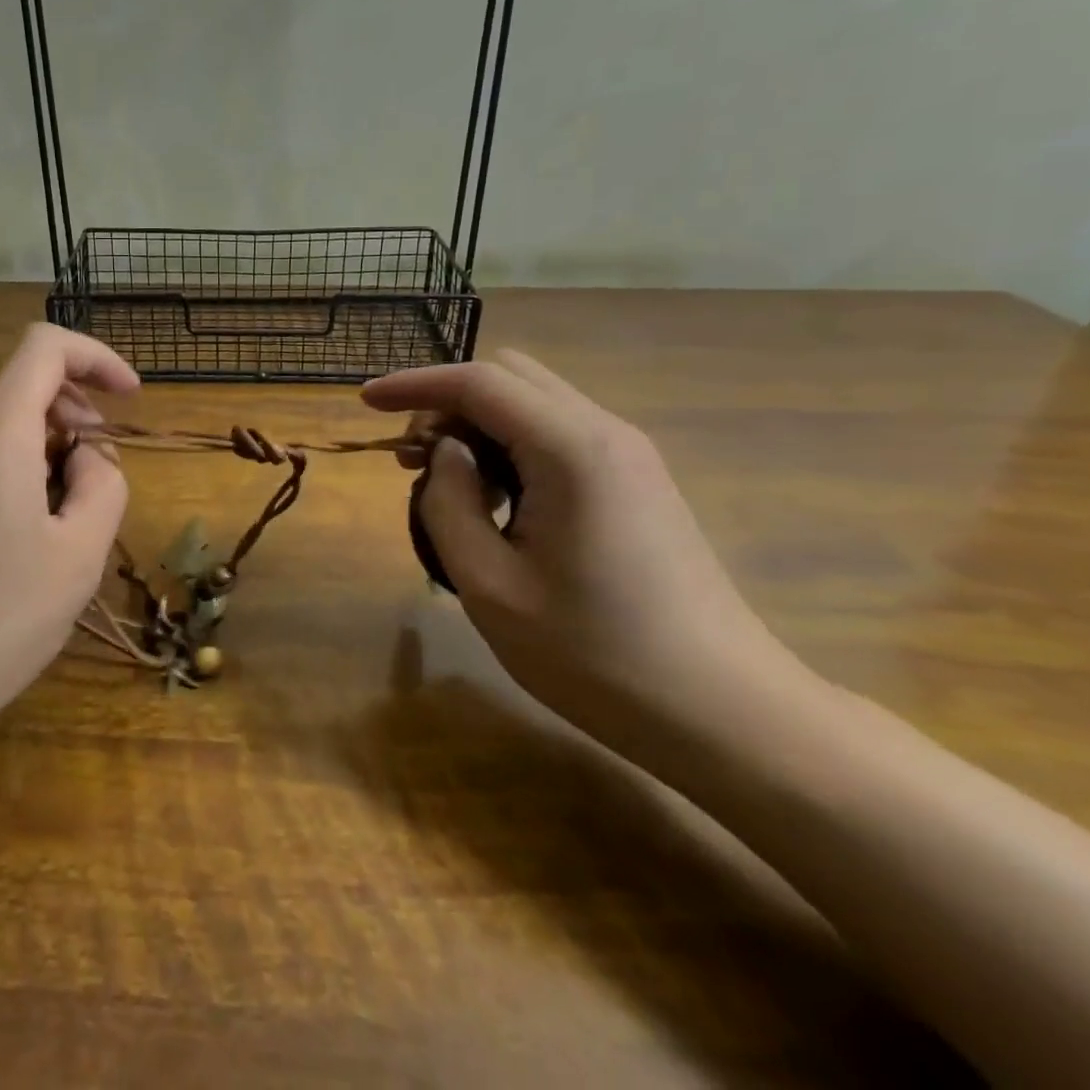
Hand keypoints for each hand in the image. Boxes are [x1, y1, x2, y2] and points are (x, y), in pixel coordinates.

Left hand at [0, 325, 138, 756]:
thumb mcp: (79, 555)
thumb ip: (103, 484)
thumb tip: (84, 456)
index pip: (45, 346)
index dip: (96, 358)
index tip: (129, 398)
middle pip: (25, 391)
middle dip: (76, 422)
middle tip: (97, 489)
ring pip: (2, 429)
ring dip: (46, 455)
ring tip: (58, 530)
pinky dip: (13, 474)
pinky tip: (15, 544)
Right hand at [364, 351, 803, 758]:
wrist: (724, 713)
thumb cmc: (595, 655)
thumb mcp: (490, 585)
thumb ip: (449, 503)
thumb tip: (445, 455)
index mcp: (571, 449)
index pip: (478, 382)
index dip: (414, 384)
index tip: (365, 402)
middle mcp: (605, 433)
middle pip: (509, 376)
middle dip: (448, 402)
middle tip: (412, 460)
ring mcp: (628, 456)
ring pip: (534, 403)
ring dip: (479, 425)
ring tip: (447, 485)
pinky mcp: (637, 482)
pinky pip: (558, 434)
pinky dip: (511, 446)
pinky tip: (497, 502)